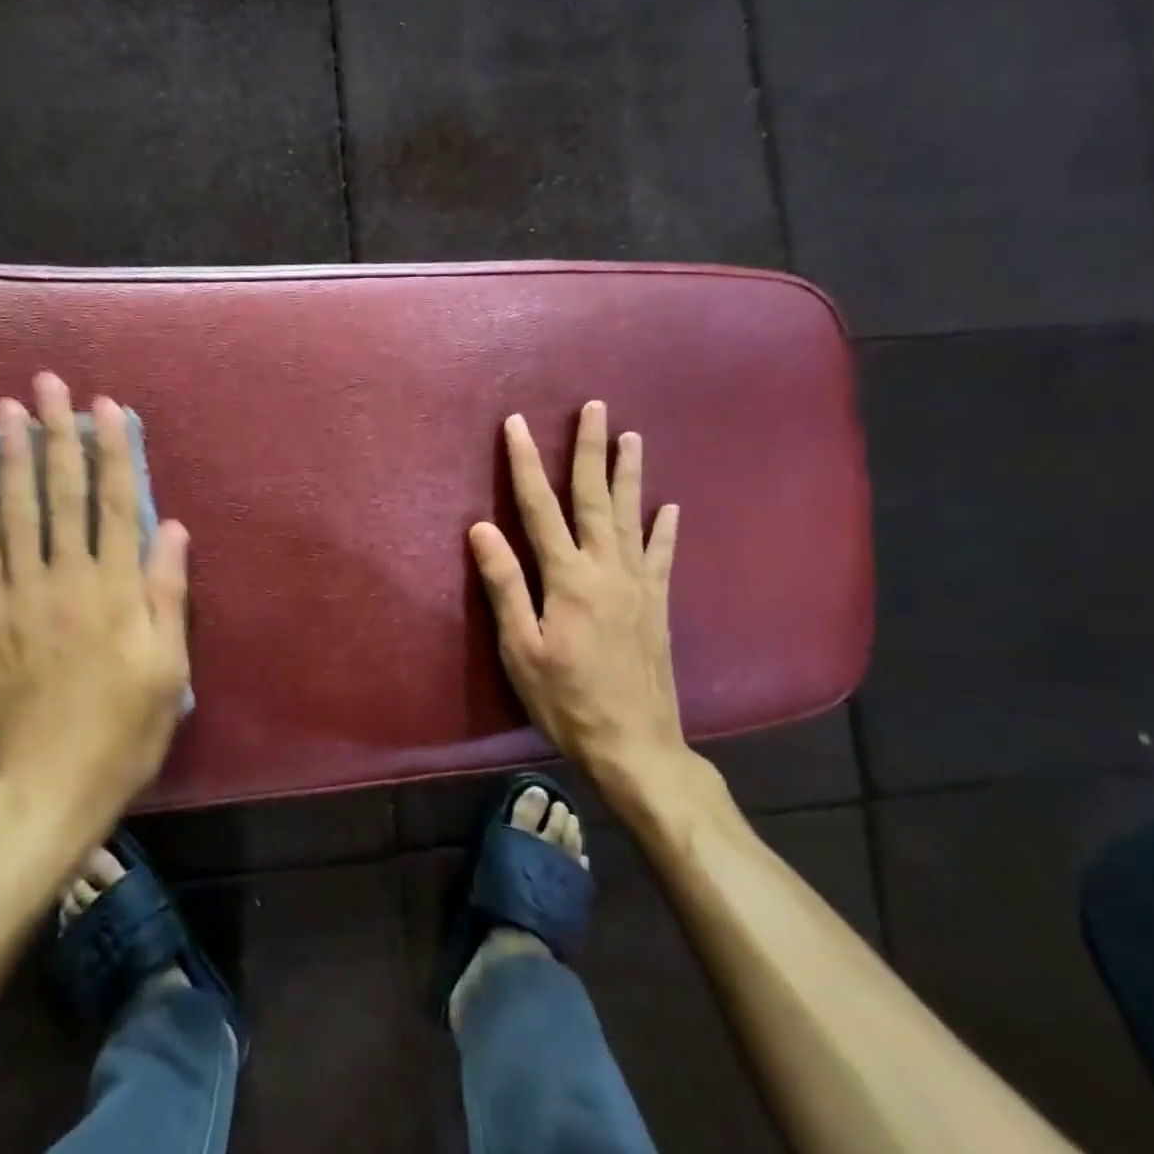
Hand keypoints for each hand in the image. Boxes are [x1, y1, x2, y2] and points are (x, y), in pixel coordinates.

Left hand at [0, 373, 190, 826]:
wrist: (49, 787)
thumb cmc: (124, 730)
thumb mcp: (168, 669)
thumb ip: (167, 594)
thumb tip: (169, 529)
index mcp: (116, 590)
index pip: (114, 504)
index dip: (112, 452)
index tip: (105, 408)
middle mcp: (67, 580)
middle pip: (61, 495)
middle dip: (55, 435)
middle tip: (46, 385)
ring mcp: (20, 598)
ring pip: (16, 514)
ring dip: (11, 458)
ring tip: (5, 412)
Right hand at [469, 402, 700, 806]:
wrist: (635, 746)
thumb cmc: (566, 700)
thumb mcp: (520, 648)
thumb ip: (505, 584)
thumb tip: (482, 528)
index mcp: (568, 578)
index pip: (539, 507)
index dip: (525, 463)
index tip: (516, 424)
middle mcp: (607, 569)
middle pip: (594, 498)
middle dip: (589, 450)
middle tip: (594, 407)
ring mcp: (638, 585)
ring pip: (631, 517)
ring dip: (629, 474)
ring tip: (632, 437)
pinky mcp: (657, 605)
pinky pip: (662, 556)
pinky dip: (665, 529)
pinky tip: (671, 508)